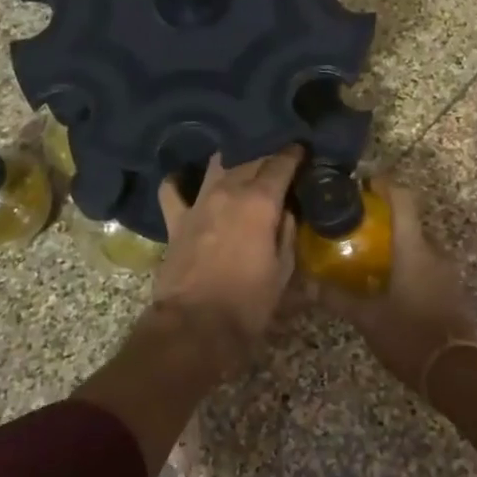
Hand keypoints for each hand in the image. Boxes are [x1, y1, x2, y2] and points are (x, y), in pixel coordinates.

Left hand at [152, 147, 302, 375]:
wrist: (195, 327)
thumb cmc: (248, 303)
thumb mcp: (283, 270)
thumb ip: (287, 232)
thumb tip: (286, 209)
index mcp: (259, 202)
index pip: (280, 163)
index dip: (294, 154)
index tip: (302, 150)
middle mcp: (228, 191)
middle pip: (250, 158)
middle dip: (267, 155)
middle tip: (279, 161)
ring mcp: (198, 202)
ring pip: (217, 165)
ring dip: (233, 160)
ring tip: (244, 163)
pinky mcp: (176, 220)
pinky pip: (173, 189)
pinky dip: (181, 180)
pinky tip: (188, 180)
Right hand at [324, 180, 476, 395]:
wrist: (457, 373)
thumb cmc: (410, 335)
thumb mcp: (367, 318)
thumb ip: (337, 298)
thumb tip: (306, 284)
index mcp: (414, 248)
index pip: (403, 199)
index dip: (384, 184)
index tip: (362, 182)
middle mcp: (434, 252)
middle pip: (410, 222)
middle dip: (384, 219)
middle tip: (356, 226)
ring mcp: (447, 272)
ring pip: (419, 246)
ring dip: (397, 245)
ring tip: (368, 256)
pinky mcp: (452, 291)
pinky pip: (427, 267)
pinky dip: (408, 266)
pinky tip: (389, 283)